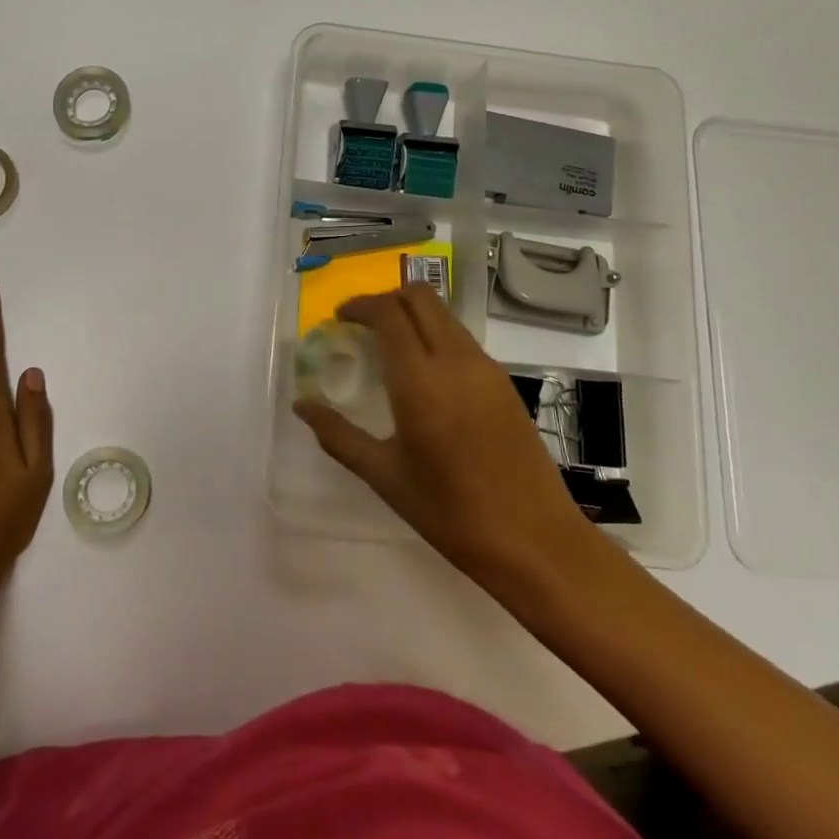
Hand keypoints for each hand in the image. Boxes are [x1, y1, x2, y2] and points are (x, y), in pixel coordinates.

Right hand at [293, 285, 605, 596]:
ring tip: (388, 349)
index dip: (360, 306)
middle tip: (361, 325)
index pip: (388, 313)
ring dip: (412, 316)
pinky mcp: (504, 383)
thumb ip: (338, 435)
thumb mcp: (384, 476)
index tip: (339, 318)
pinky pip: (462, 339)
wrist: (536, 541)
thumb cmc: (451, 513)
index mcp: (421, 381)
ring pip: (444, 315)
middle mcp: (456, 361)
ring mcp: (487, 368)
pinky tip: (423, 375)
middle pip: (420, 297)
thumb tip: (301, 406)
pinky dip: (435, 336)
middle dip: (386, 300)